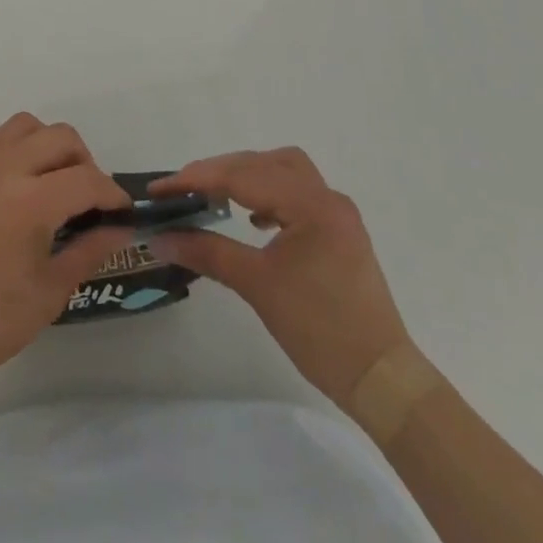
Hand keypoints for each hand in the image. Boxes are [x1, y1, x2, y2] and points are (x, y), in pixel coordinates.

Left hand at [0, 114, 134, 400]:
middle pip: (60, 137)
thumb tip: (119, 228)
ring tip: (46, 181)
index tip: (120, 212)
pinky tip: (5, 176)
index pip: (87, 180)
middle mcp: (2, 168)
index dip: (112, 194)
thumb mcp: (47, 295)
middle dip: (84, 162)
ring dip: (45, 145)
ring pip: (22, 125)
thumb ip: (87, 251)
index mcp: (30, 202)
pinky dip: (4, 144)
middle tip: (86, 198)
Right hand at [149, 148, 410, 407]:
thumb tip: (161, 238)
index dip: (198, 178)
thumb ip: (207, 253)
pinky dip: (269, 194)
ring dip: (247, 176)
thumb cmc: (320, 330)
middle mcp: (327, 197)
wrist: (382, 380)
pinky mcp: (340, 232)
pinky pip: (298, 193)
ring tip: (215, 195)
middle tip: (183, 190)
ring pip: (284, 171)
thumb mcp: (257, 286)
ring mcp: (337, 214)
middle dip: (220, 171)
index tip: (161, 189)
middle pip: (264, 163)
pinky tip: (254, 220)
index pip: (243, 176)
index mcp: (311, 204)